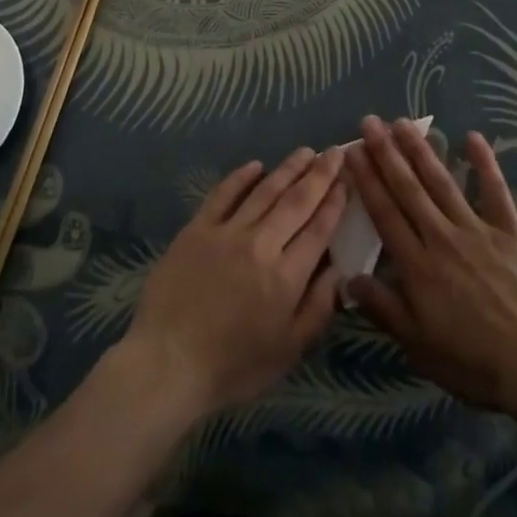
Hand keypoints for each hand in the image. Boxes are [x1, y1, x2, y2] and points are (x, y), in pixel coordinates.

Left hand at [117, 147, 346, 422]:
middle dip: (319, 174)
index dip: (335, 201)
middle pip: (296, 201)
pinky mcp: (198, 228)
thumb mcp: (289, 350)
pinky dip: (241, 176)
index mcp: (286, 277)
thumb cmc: (234, 366)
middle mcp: (261, 245)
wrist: (168, 363)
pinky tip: (256, 165)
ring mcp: (227, 232)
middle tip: (334, 151)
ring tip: (305, 152)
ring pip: (265, 191)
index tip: (347, 179)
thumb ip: (319, 307)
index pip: (319, 229)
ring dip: (288, 168)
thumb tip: (340, 270)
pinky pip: (224, 194)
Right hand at [347, 118, 516, 416]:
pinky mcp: (511, 230)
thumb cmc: (476, 363)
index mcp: (417, 266)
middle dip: (386, 153)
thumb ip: (384, 309)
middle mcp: (442, 237)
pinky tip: (472, 137)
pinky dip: (484, 163)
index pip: (384, 214)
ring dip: (421, 150)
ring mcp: (477, 230)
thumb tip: (349, 277)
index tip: (351, 150)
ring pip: (442, 182)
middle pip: (408, 189)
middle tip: (370, 122)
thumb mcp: (420, 347)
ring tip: (403, 123)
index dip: (366, 180)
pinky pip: (495, 191)